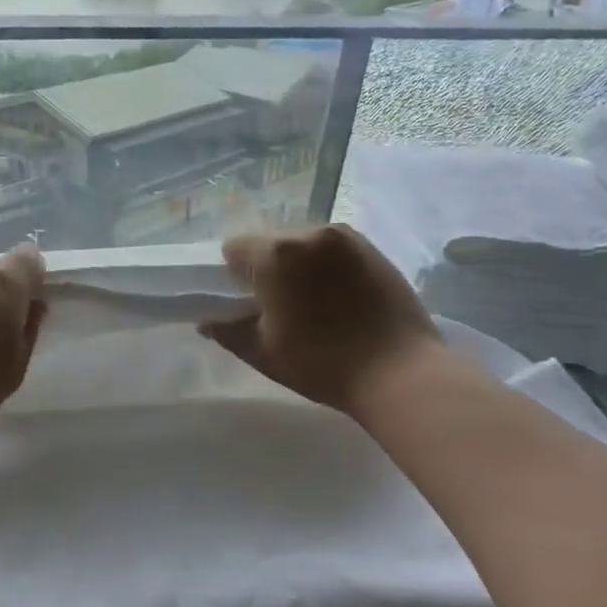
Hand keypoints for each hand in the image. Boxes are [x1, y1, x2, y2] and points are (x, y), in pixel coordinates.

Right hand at [200, 225, 446, 416]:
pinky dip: (327, 266)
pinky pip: (333, 249)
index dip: (233, 276)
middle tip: (280, 306)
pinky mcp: (373, 248)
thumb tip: (207, 322)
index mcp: (275, 254)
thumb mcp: (264, 353)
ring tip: (315, 303)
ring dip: (299, 265)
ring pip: (304, 243)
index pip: (235, 248)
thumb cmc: (322, 364)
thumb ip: (229, 332)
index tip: (247, 303)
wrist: (400, 372)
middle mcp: (309, 233)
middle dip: (267, 267)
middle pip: (271, 241)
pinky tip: (340, 298)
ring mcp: (346, 238)